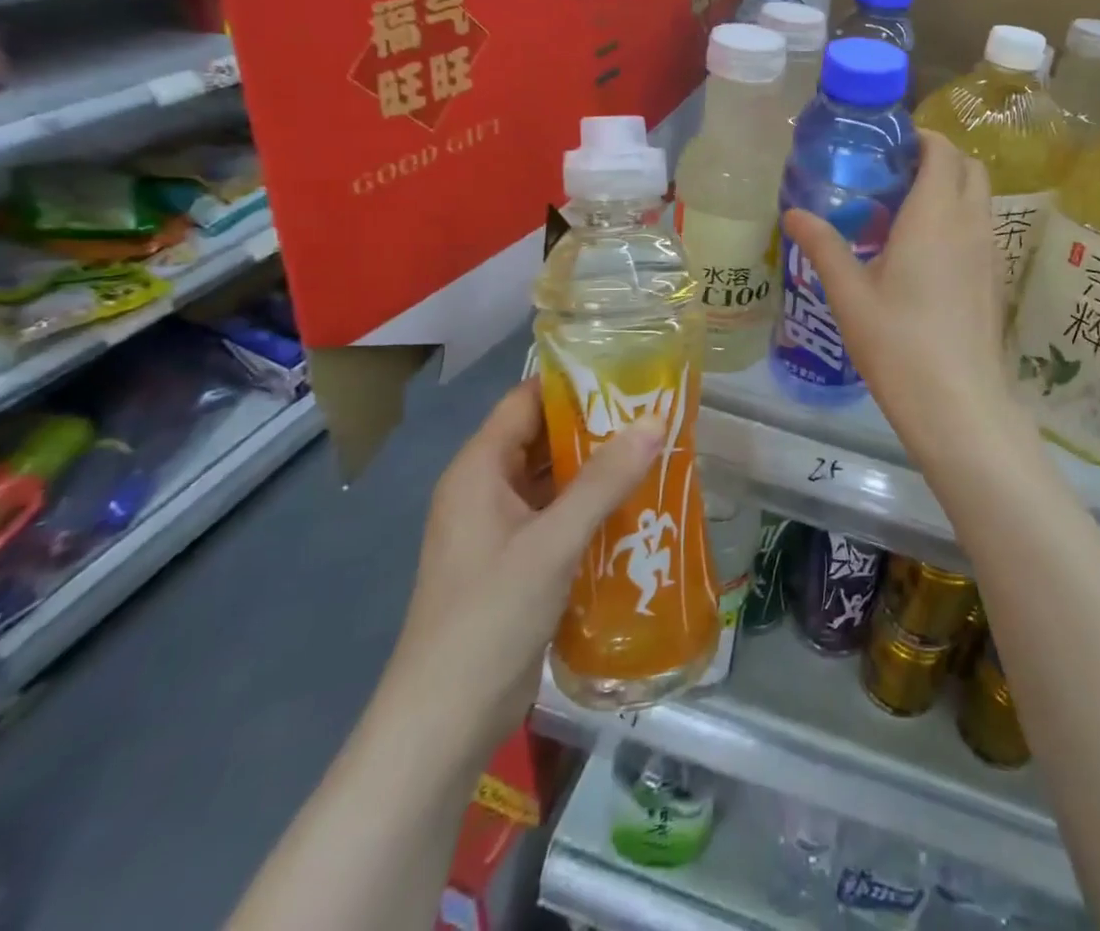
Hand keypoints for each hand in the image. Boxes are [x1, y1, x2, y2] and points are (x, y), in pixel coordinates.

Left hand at [383, 379, 660, 758]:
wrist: (443, 724)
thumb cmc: (489, 618)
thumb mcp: (552, 543)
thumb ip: (604, 481)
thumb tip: (655, 422)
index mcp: (478, 470)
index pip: (526, 401)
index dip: (573, 383)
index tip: (628, 375)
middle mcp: (485, 490)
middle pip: (542, 438)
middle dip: (595, 426)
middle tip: (654, 413)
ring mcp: (499, 530)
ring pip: (552, 480)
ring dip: (597, 469)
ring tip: (656, 452)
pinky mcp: (515, 563)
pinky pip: (556, 517)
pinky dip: (591, 507)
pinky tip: (635, 507)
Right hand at [782, 130, 1025, 464]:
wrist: (958, 402)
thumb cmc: (897, 342)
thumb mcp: (849, 293)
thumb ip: (823, 246)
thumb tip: (793, 213)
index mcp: (935, 214)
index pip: (942, 150)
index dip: (920, 138)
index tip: (888, 147)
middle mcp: (970, 223)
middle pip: (969, 167)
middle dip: (938, 158)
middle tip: (895, 175)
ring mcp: (990, 251)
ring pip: (980, 198)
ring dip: (951, 189)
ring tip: (906, 212)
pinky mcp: (995, 278)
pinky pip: (982, 227)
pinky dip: (960, 219)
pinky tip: (925, 254)